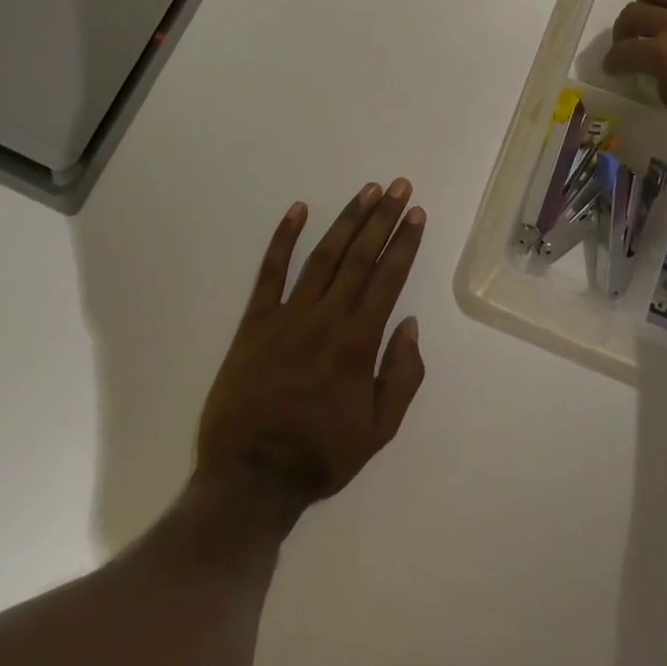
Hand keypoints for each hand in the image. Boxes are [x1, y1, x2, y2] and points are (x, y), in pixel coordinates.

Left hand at [196, 180, 426, 520]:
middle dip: (382, 218)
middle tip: (398, 185)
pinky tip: (298, 209)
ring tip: (367, 191)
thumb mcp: (378, 431)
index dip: (404, 243)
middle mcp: (326, 318)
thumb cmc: (319, 455)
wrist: (250, 479)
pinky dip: (284, 238)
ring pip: (323, 256)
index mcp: (358, 343)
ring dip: (347, 220)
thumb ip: (402, 376)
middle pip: (360, 257)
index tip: (416, 213)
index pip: (388, 279)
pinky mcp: (256, 321)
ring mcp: (288, 315)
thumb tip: (410, 325)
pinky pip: (271, 271)